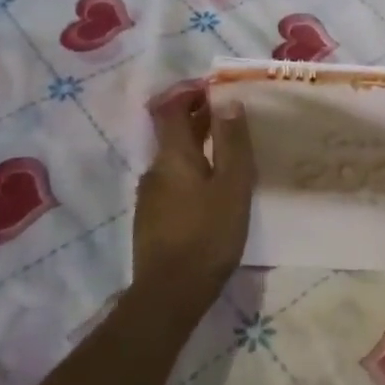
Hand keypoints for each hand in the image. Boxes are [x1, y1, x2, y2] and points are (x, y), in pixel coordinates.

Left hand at [135, 90, 255, 309]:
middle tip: (234, 117)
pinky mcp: (153, 219)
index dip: (190, 92)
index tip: (217, 89)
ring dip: (199, 147)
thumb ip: (231, 142)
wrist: (170, 294)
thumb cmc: (208, 234)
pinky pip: (174, 181)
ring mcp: (150, 195)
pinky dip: (194, 172)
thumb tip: (228, 102)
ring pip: (175, 158)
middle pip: (173, 132)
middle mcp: (155, 169)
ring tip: (230, 155)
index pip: (171, 108)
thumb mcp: (232, 185)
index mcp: (173, 155)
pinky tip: (215, 191)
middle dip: (200, 118)